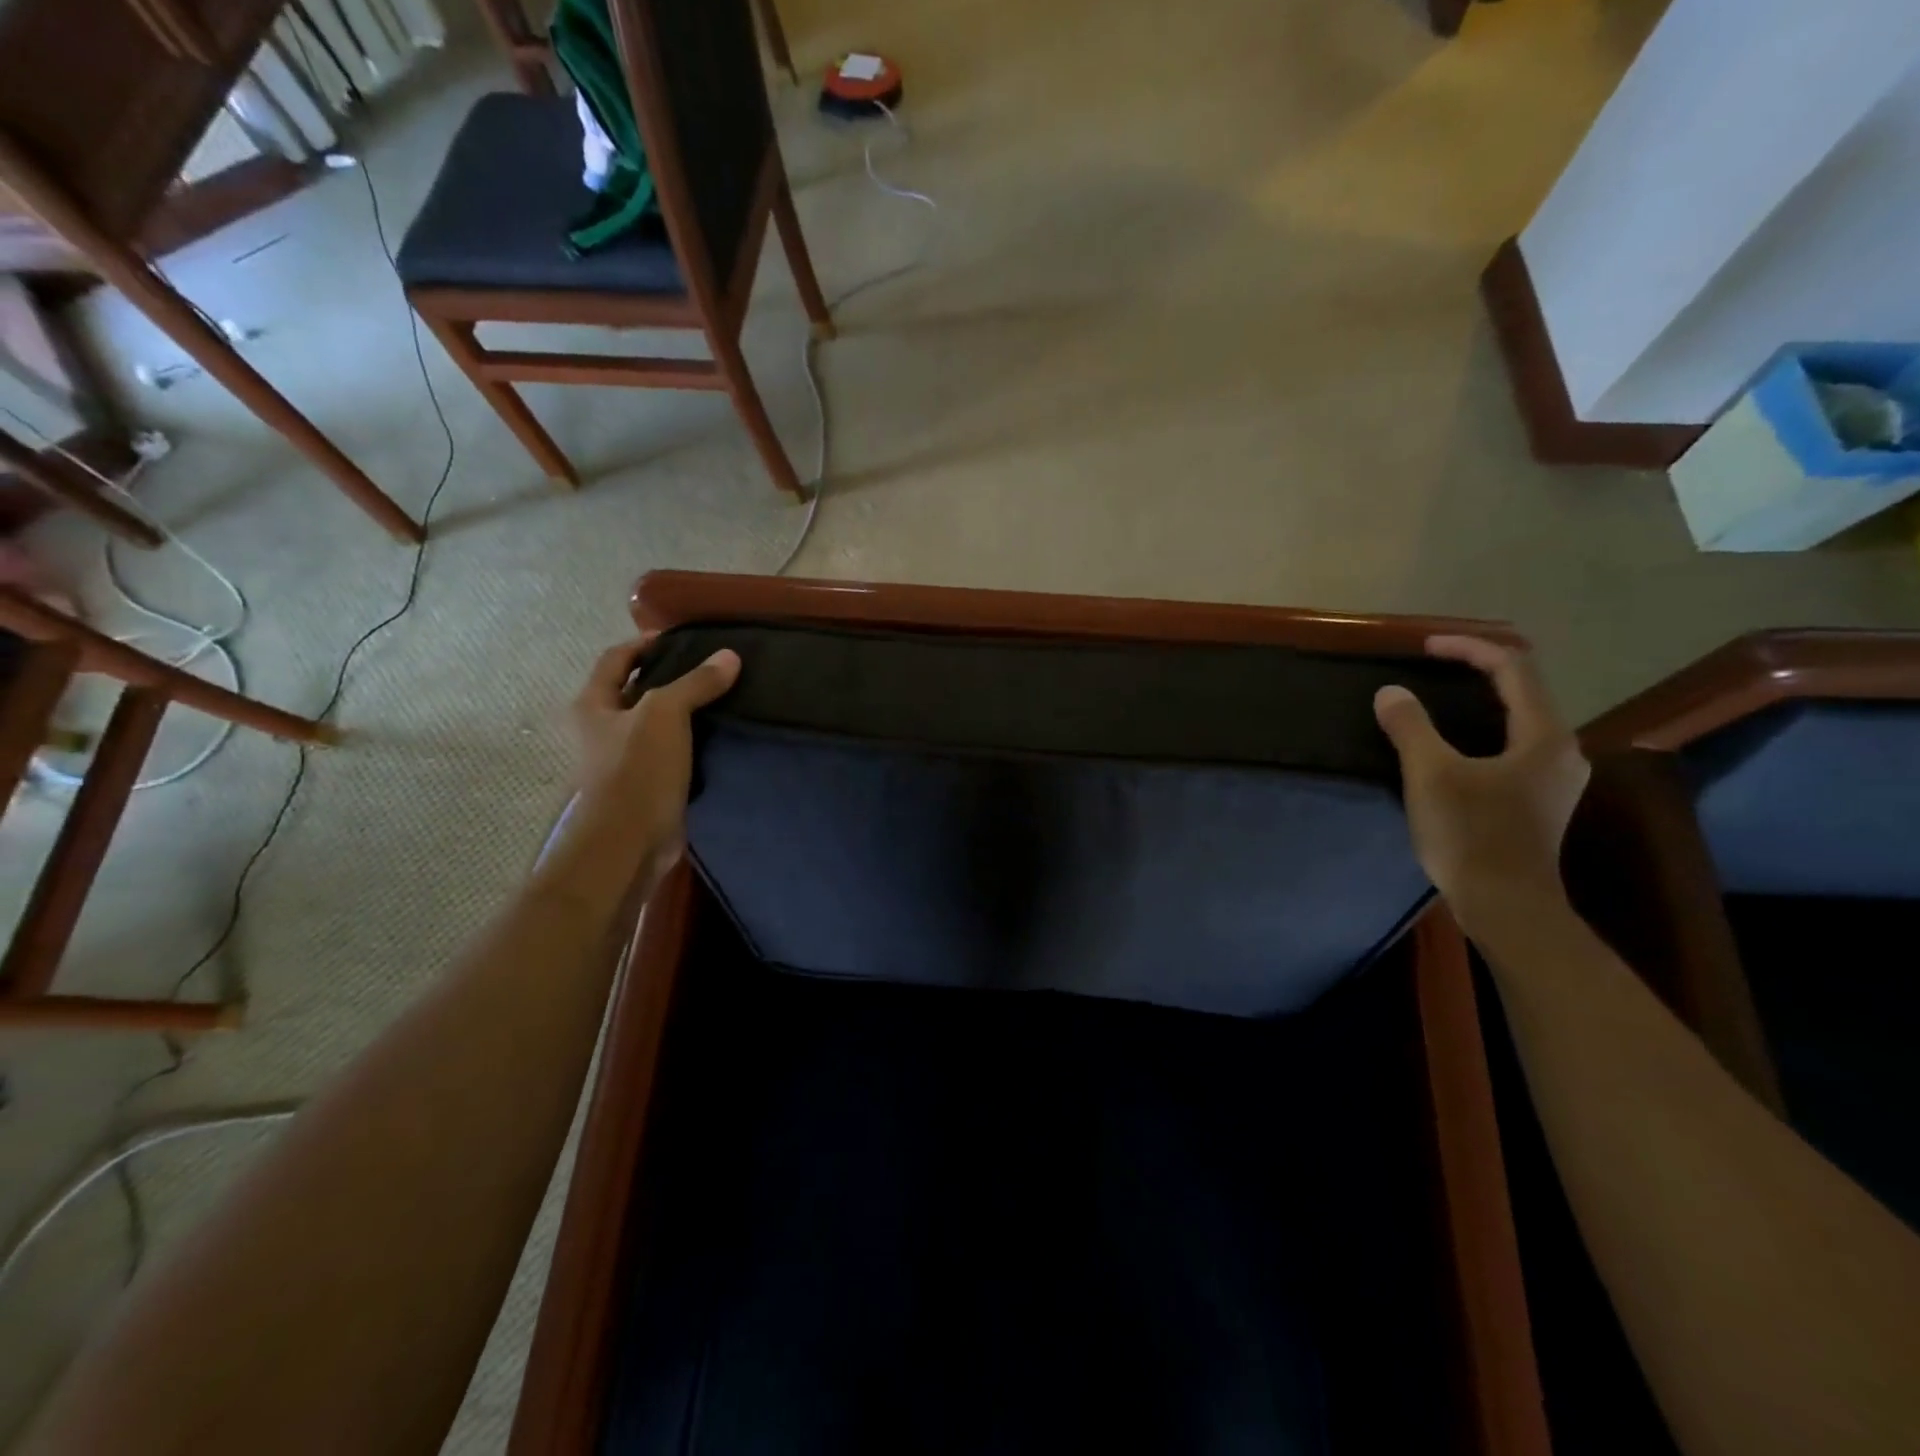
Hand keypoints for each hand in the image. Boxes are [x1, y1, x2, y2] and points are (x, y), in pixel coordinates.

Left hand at [566, 633, 740, 878]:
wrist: (628, 843)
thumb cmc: (635, 769)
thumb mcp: (665, 714)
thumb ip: (696, 683)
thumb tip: (730, 656)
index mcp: (593, 704)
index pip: (616, 658)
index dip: (645, 643)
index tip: (682, 639)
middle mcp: (603, 729)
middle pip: (636, 690)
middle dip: (669, 678)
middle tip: (711, 668)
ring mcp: (624, 759)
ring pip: (658, 724)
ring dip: (685, 712)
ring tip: (724, 698)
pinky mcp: (647, 785)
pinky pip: (673, 754)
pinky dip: (693, 743)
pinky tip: (721, 737)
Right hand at [1374, 636, 1590, 934]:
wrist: (1507, 906)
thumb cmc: (1471, 836)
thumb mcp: (1430, 775)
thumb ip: (1410, 727)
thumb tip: (1390, 693)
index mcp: (1544, 735)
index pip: (1513, 668)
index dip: (1469, 648)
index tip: (1425, 647)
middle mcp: (1562, 749)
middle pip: (1523, 690)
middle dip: (1477, 670)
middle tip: (1432, 667)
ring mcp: (1555, 777)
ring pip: (1519, 719)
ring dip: (1480, 701)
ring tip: (1438, 700)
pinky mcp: (1540, 799)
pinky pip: (1514, 744)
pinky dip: (1484, 729)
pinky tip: (1455, 744)